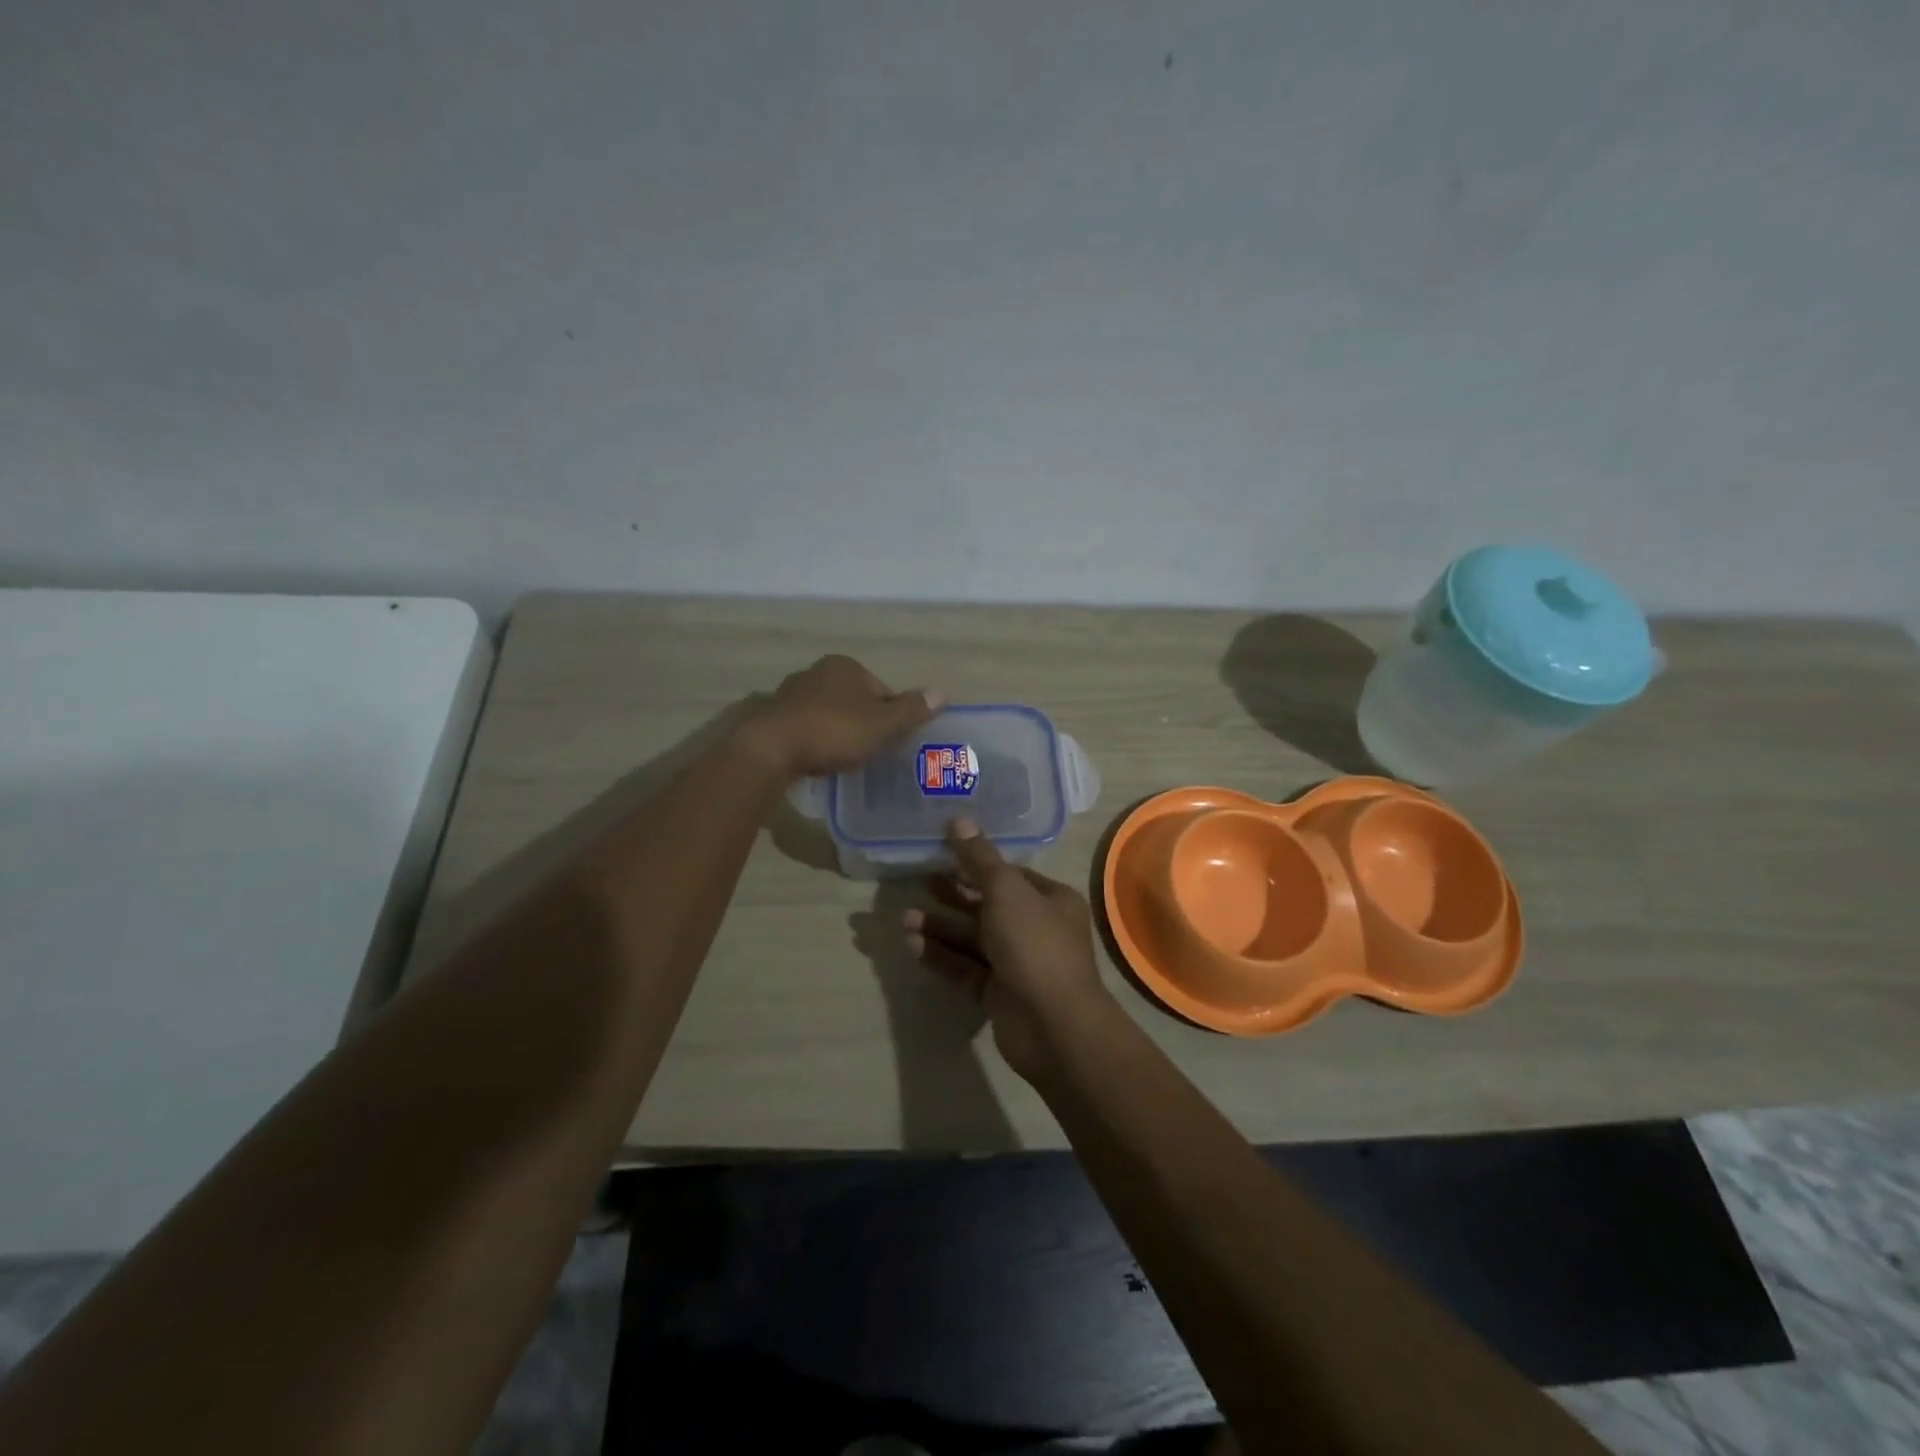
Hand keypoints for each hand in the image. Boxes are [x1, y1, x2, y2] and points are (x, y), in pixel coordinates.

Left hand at [741, 654, 942, 779]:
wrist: (771, 749)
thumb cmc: (833, 731)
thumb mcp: (882, 724)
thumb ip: (911, 710)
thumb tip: (942, 693)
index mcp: (845, 666)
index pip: (881, 689)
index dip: (892, 716)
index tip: (893, 742)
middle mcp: (817, 672)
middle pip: (854, 700)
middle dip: (864, 723)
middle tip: (871, 753)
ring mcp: (791, 693)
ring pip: (829, 713)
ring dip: (838, 732)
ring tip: (844, 760)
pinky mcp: (773, 716)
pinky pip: (806, 728)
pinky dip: (815, 740)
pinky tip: (818, 760)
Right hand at [903, 819, 1117, 1082]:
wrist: (1053, 1025)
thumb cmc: (1035, 944)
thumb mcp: (1006, 891)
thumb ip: (979, 858)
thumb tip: (959, 820)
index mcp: (1050, 900)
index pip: (1010, 874)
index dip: (977, 863)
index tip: (942, 853)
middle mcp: (1036, 928)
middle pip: (987, 906)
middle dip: (952, 895)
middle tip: (917, 879)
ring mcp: (1016, 963)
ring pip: (971, 939)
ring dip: (939, 926)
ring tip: (903, 917)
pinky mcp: (996, 993)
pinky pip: (964, 967)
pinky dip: (940, 955)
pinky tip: (911, 943)